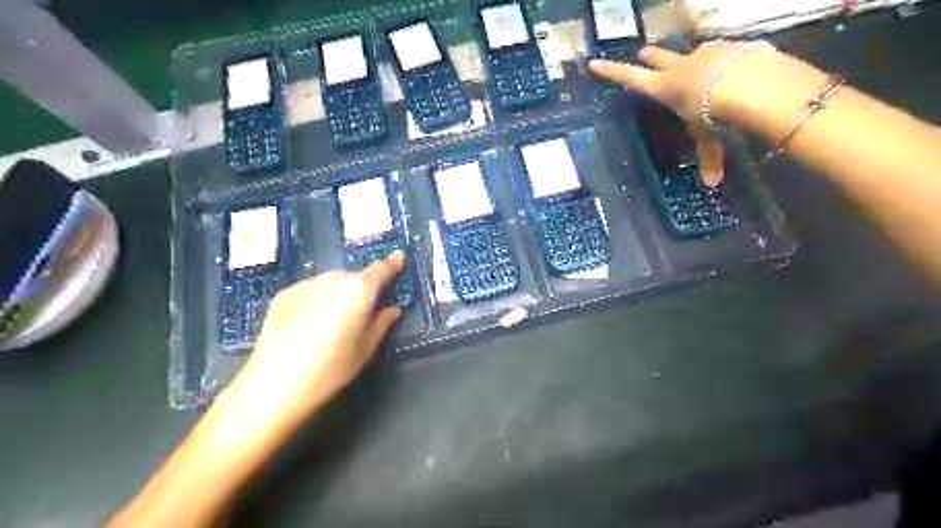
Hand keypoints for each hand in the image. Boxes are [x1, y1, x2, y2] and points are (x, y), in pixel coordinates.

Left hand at [217, 251, 408, 440]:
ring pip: (331, 281)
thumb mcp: (364, 351)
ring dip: (338, 292)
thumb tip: (391, 309)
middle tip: (361, 312)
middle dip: (361, 288)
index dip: (392, 264)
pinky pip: (311, 289)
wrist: (272, 387)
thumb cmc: (329, 372)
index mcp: (357, 291)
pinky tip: (310, 322)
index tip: (399, 259)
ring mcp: (305, 285)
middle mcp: (332, 280)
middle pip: (354, 276)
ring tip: (333, 320)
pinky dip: (318, 298)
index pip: (380, 269)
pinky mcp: (284, 294)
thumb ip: (381, 324)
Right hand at [590, 43, 758, 186]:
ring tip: (700, 72)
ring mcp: (704, 53)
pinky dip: (722, 61)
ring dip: (690, 61)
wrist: (754, 83)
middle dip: (649, 56)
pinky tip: (732, 71)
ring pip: (690, 53)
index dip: (610, 71)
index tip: (594, 62)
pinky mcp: (729, 46)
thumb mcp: (708, 136)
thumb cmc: (716, 112)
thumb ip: (709, 156)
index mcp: (664, 88)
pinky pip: (720, 52)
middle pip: (656, 56)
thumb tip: (712, 183)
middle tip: (644, 55)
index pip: (629, 78)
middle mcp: (679, 66)